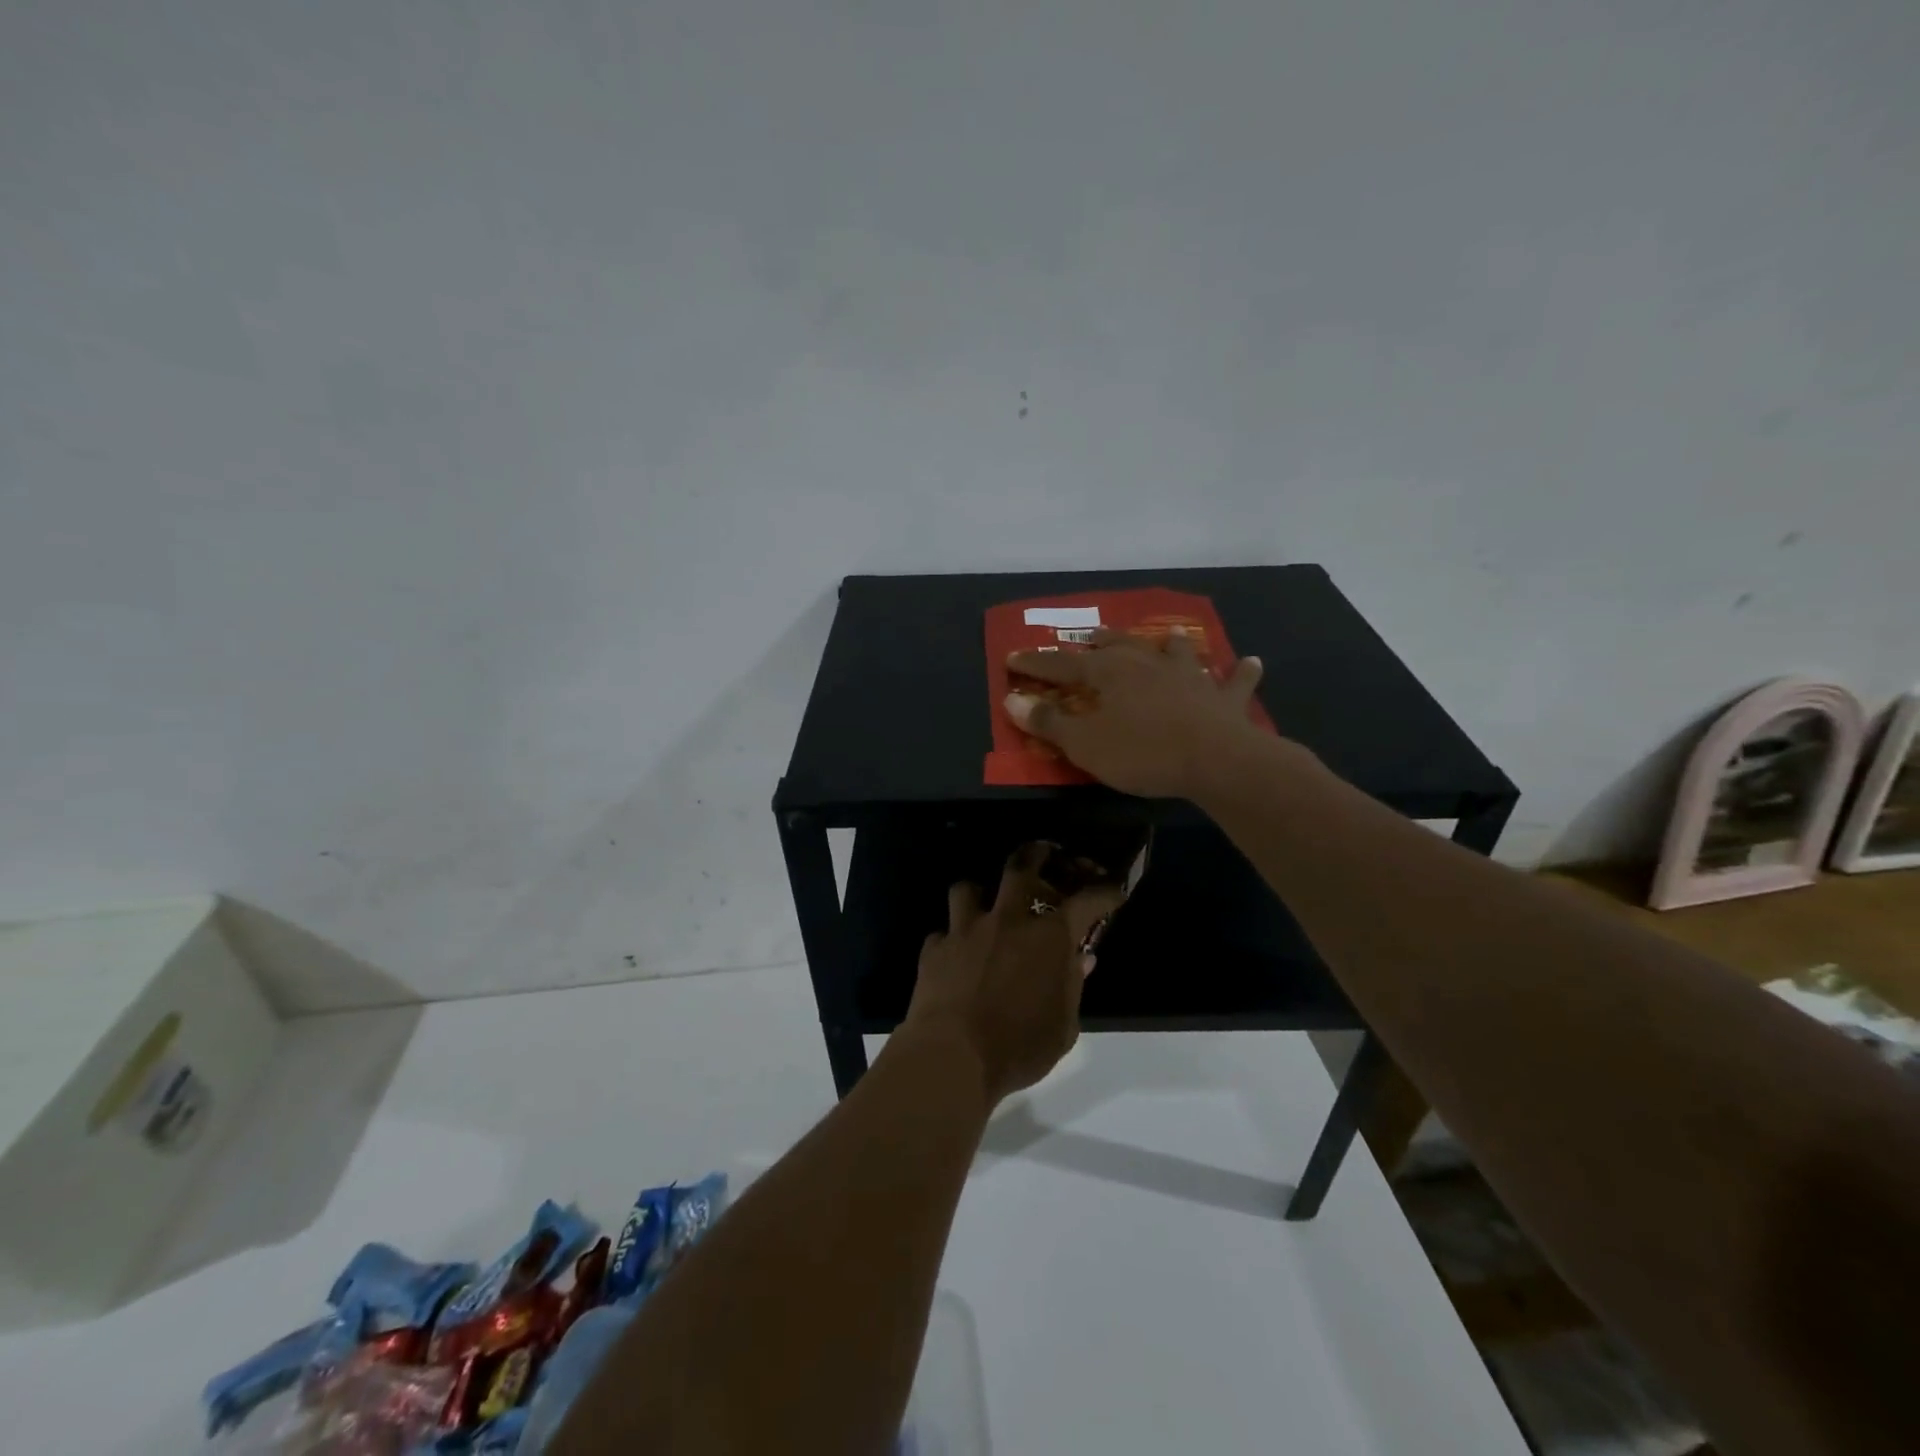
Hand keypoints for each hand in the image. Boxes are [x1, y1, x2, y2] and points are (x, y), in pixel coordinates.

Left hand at [904, 844, 1125, 1103]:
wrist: (954, 1055)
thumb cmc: (1020, 1046)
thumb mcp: (1064, 1027)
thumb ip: (1072, 986)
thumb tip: (1080, 959)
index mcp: (1049, 937)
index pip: (1087, 900)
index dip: (1104, 890)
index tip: (1112, 887)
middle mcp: (1008, 920)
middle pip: (1021, 868)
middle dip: (1036, 854)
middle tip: (1044, 852)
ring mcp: (966, 929)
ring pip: (968, 888)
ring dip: (979, 893)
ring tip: (983, 903)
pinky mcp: (935, 948)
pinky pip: (942, 932)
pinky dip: (951, 939)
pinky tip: (954, 954)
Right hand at [1004, 629, 1266, 797]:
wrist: (1216, 760)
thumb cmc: (1142, 752)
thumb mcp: (1085, 743)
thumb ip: (1049, 722)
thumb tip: (1012, 699)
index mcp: (1109, 672)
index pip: (1062, 664)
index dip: (1035, 663)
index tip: (1013, 658)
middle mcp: (1148, 664)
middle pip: (1119, 646)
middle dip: (1100, 642)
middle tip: (1090, 637)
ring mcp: (1190, 677)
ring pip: (1177, 652)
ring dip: (1171, 644)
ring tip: (1170, 636)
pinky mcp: (1223, 699)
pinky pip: (1234, 682)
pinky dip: (1241, 672)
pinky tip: (1252, 662)